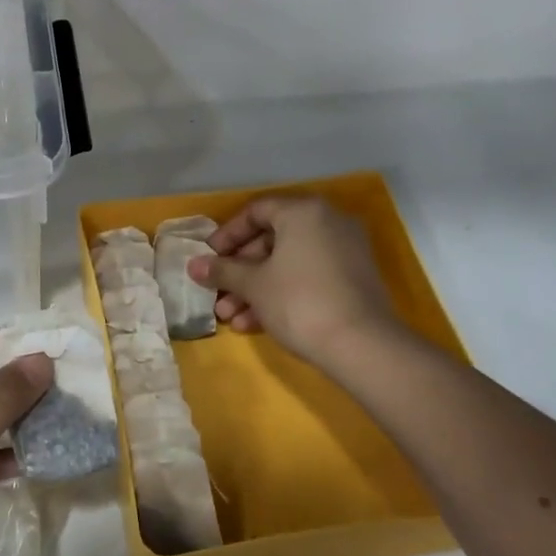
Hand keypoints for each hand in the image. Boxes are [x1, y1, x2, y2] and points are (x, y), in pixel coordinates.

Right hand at [188, 195, 398, 366]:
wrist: (361, 345)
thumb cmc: (299, 301)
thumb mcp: (253, 285)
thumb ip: (222, 270)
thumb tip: (193, 265)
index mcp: (304, 212)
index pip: (256, 211)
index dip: (227, 235)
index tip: (208, 258)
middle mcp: (328, 223)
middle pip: (271, 240)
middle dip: (239, 270)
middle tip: (217, 293)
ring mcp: (344, 251)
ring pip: (288, 263)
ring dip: (255, 289)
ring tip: (230, 317)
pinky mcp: (352, 280)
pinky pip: (307, 277)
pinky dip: (281, 294)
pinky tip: (254, 324)